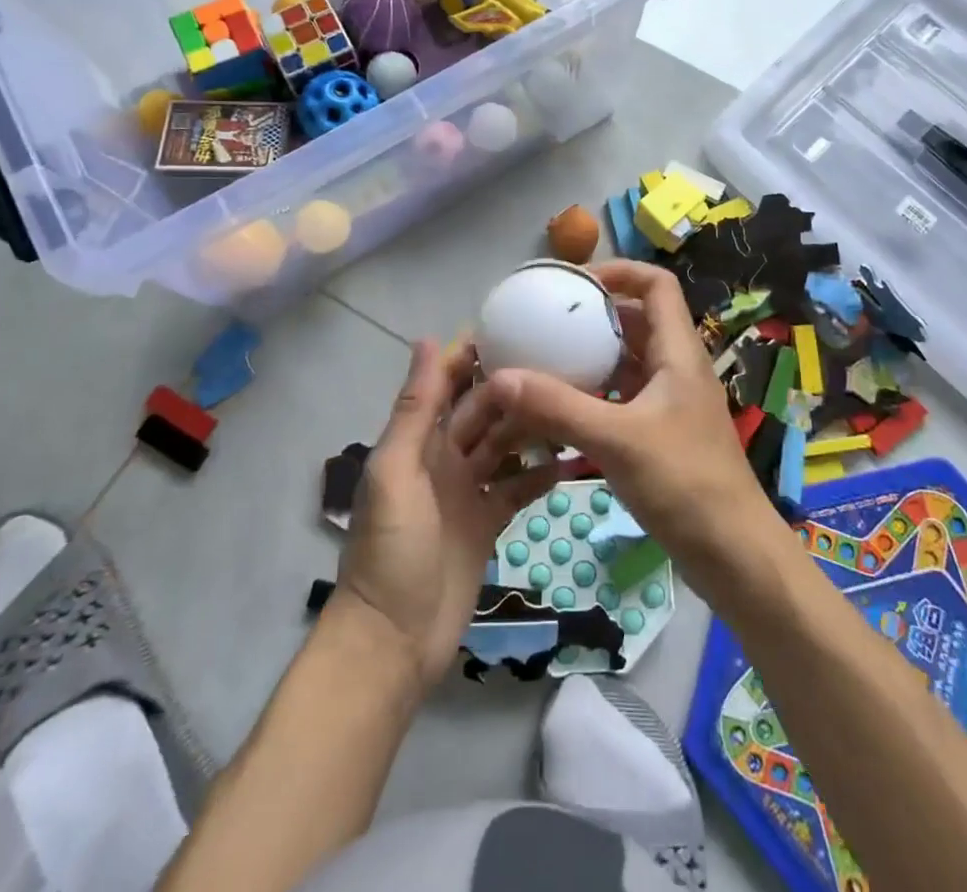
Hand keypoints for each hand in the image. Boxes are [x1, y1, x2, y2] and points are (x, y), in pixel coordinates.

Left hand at [336, 338, 563, 691]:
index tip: (514, 324)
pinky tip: (572, 458)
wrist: (394, 641)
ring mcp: (467, 490)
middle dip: (514, 386)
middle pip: (483, 411)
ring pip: (505, 445)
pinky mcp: (488, 522)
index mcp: (418, 440)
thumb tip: (425, 339)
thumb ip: (414, 409)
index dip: (473, 354)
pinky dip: (541, 474)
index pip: (447, 383)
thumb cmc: (391, 549)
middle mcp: (444, 457)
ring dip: (533, 426)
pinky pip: (517, 487)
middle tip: (564, 362)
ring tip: (575, 402)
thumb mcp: (397, 471)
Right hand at [475, 261, 772, 588]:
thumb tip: (500, 376)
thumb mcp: (616, 440)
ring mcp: (672, 402)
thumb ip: (557, 407)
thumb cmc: (685, 484)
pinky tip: (563, 409)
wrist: (734, 555)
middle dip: (595, 315)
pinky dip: (596, 392)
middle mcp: (677, 368)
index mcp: (678, 352)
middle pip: (638, 320)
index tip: (574, 285)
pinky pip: (625, 396)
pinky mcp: (664, 433)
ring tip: (546, 360)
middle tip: (547, 323)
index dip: (619, 271)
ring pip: (630, 360)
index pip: (656, 284)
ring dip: (593, 356)